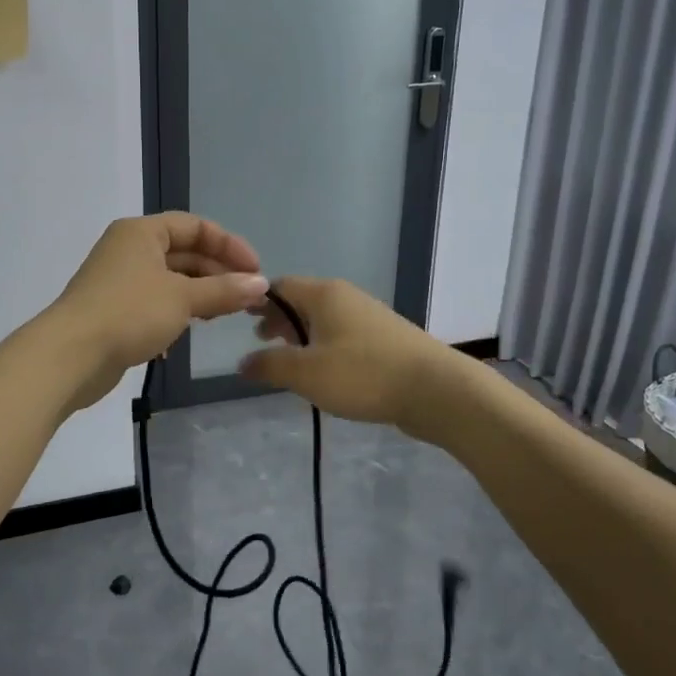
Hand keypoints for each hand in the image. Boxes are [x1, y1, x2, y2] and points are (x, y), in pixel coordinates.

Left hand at [51, 213, 267, 411]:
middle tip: (248, 297)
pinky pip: (156, 302)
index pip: (195, 226)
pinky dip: (178, 311)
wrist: (71, 356)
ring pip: (171, 279)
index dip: (229, 245)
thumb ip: (224, 290)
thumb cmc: (129, 313)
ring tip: (226, 314)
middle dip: (218, 272)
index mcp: (142, 232)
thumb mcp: (183, 298)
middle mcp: (129, 249)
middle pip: (184, 252)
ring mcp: (120, 280)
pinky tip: (192, 331)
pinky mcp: (115, 310)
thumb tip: (261, 284)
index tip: (255, 271)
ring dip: (201, 293)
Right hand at [238, 276, 463, 437]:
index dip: (257, 302)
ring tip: (289, 361)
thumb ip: (270, 365)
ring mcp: (368, 316)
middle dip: (279, 320)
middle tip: (261, 343)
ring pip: (323, 319)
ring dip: (302, 336)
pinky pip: (343, 335)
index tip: (240, 322)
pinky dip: (325, 346)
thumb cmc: (363, 374)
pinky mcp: (385, 338)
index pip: (279, 286)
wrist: (435, 389)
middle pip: (302, 300)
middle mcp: (345, 296)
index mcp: (323, 294)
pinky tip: (325, 373)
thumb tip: (242, 362)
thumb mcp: (307, 373)